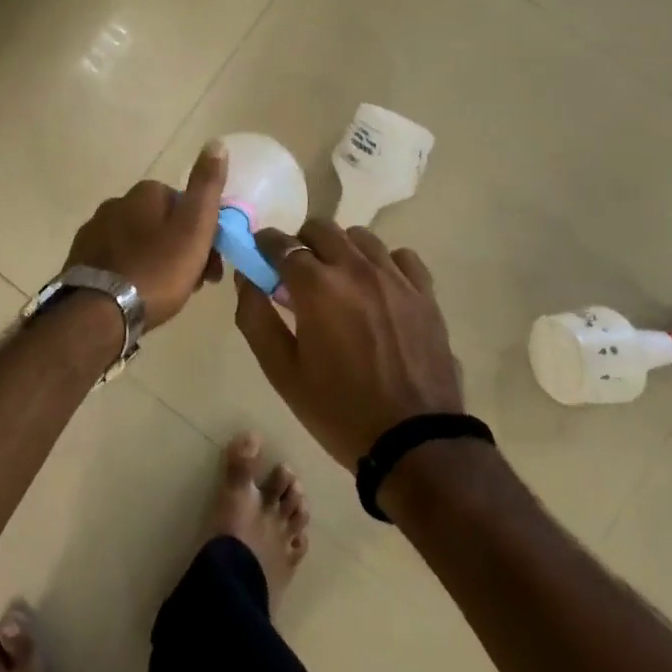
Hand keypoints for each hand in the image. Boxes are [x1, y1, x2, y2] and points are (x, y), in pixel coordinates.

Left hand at [62, 140, 226, 328]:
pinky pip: (117, 261)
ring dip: (156, 261)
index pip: (184, 203)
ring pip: (139, 242)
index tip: (212, 263)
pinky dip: (131, 272)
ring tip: (167, 296)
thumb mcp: (194, 228)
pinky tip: (136, 296)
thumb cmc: (156, 270)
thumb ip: (207, 187)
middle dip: (180, 248)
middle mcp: (116, 203)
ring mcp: (94, 231)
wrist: (98, 313)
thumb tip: (217, 143)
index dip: (203, 232)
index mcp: (144, 193)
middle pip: (160, 223)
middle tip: (195, 284)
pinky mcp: (80, 259)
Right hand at [233, 220, 461, 467]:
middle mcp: (355, 268)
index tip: (260, 254)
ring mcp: (395, 277)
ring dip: (341, 249)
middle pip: (321, 228)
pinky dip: (383, 262)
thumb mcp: (282, 372)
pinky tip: (378, 287)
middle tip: (296, 272)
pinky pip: (400, 256)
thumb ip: (255, 317)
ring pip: (360, 237)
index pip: (281, 243)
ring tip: (338, 280)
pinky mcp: (424, 293)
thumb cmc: (339, 410)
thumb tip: (246, 277)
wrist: (414, 443)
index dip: (265, 244)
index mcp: (317, 286)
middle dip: (301, 242)